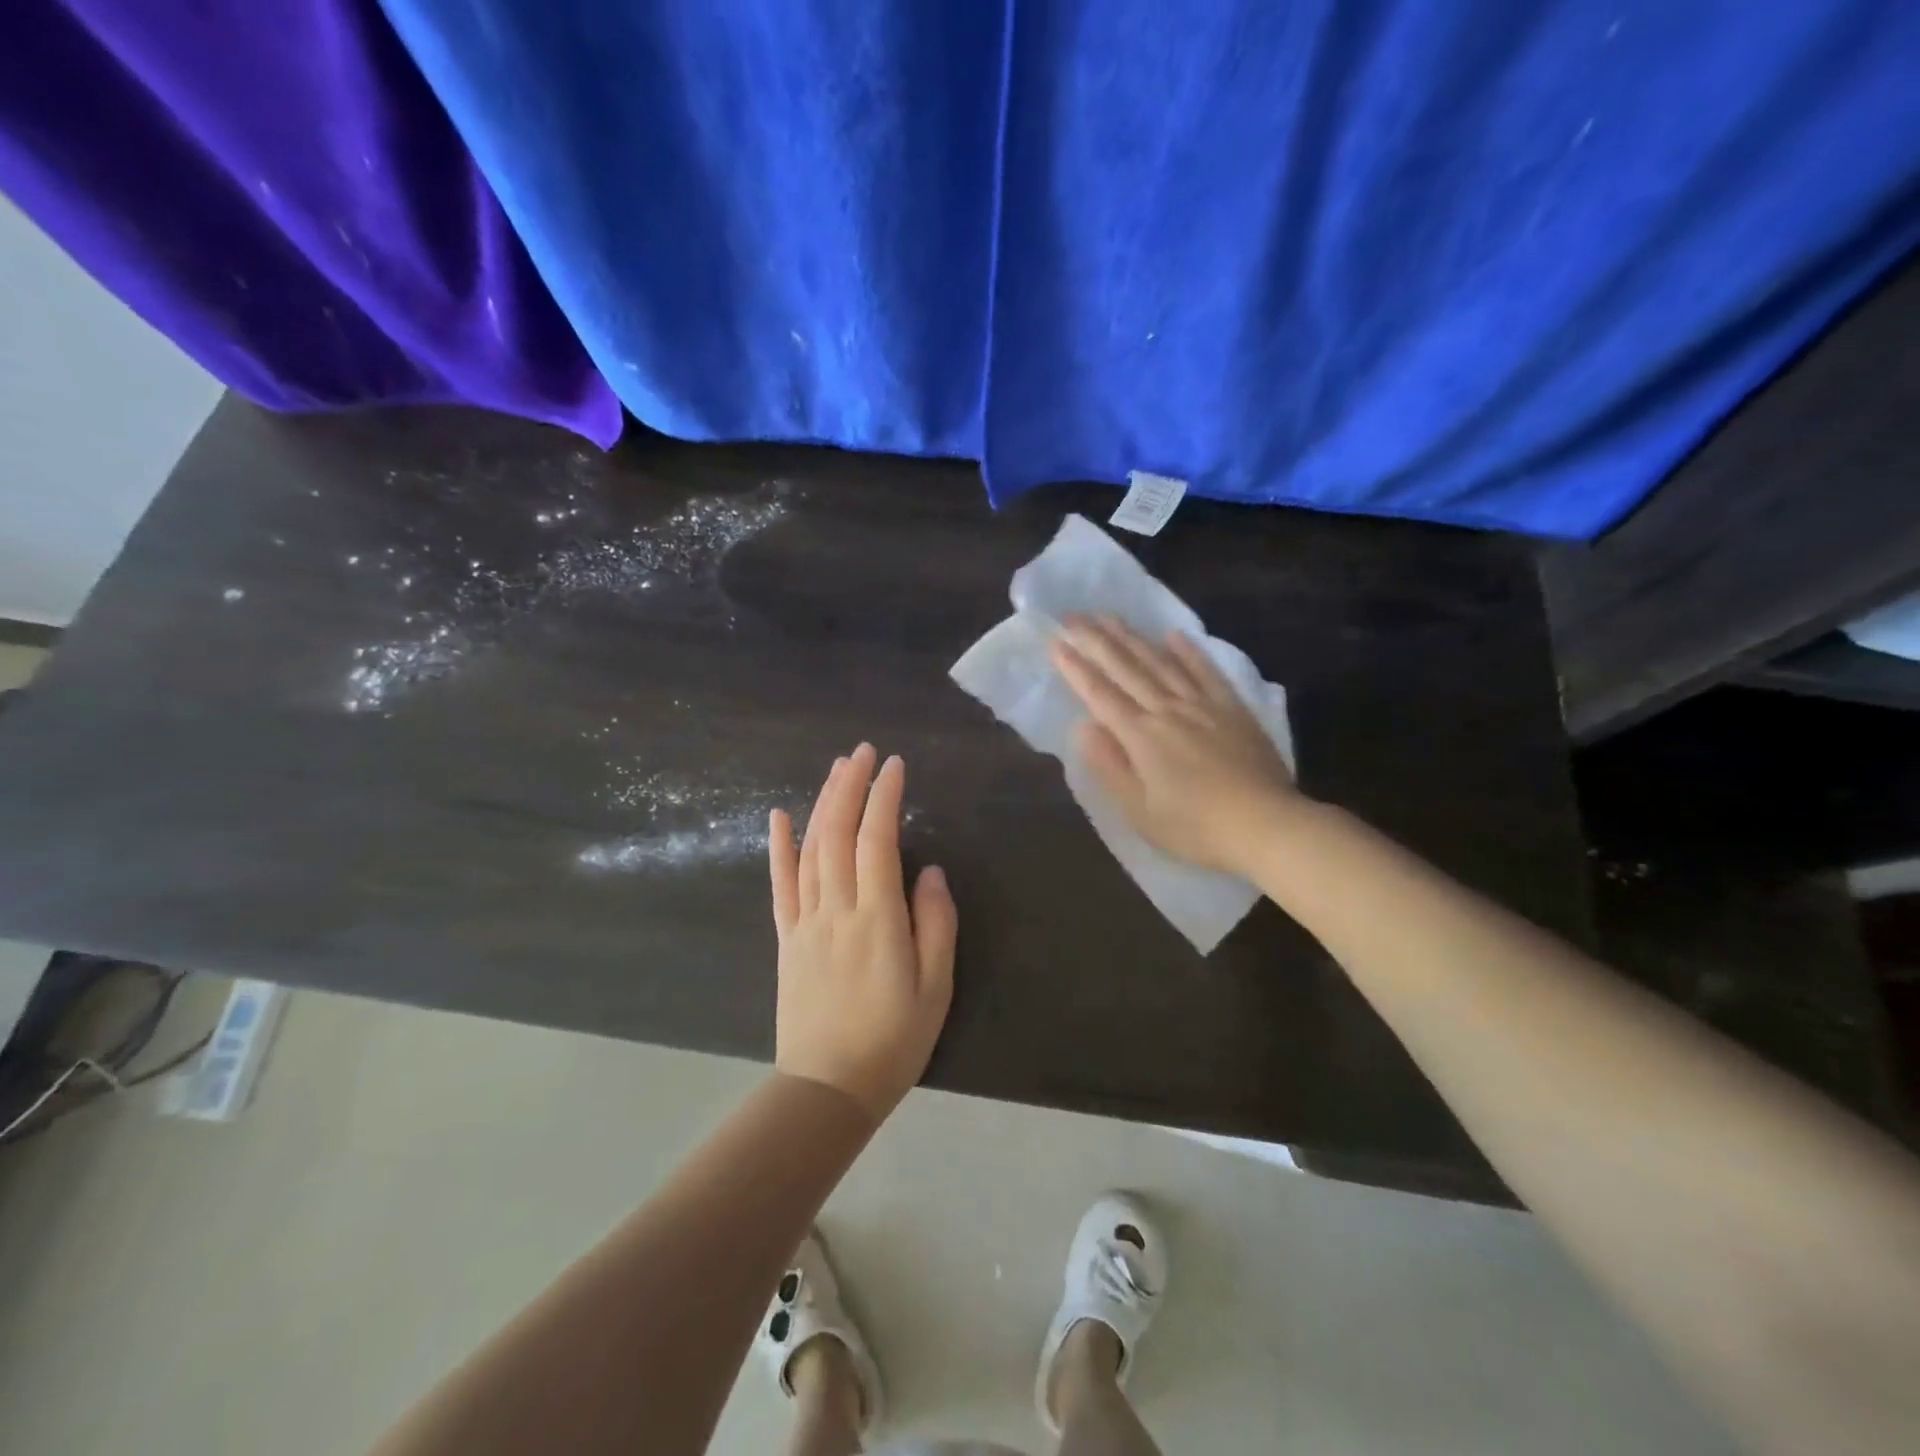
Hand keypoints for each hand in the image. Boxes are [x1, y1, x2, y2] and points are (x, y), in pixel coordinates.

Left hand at [769, 744, 956, 1121]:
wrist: (827, 1089)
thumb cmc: (893, 1041)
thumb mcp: (935, 989)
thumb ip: (936, 925)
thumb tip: (929, 871)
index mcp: (877, 920)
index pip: (878, 842)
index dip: (884, 798)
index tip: (894, 765)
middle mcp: (836, 910)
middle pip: (838, 834)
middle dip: (850, 787)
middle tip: (862, 751)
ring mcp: (805, 922)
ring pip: (810, 850)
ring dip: (822, 804)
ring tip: (836, 769)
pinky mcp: (787, 938)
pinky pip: (780, 884)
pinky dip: (778, 847)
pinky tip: (779, 816)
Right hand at [1050, 615, 1300, 875]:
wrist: (1266, 825)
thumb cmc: (1195, 828)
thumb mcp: (1140, 811)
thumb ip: (1110, 766)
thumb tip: (1083, 728)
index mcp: (1140, 736)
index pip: (1100, 694)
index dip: (1075, 668)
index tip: (1055, 642)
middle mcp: (1167, 710)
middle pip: (1126, 668)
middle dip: (1096, 640)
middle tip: (1073, 615)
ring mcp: (1202, 705)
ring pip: (1161, 662)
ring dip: (1133, 637)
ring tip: (1110, 616)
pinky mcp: (1232, 709)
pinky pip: (1206, 672)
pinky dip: (1189, 652)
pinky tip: (1174, 635)